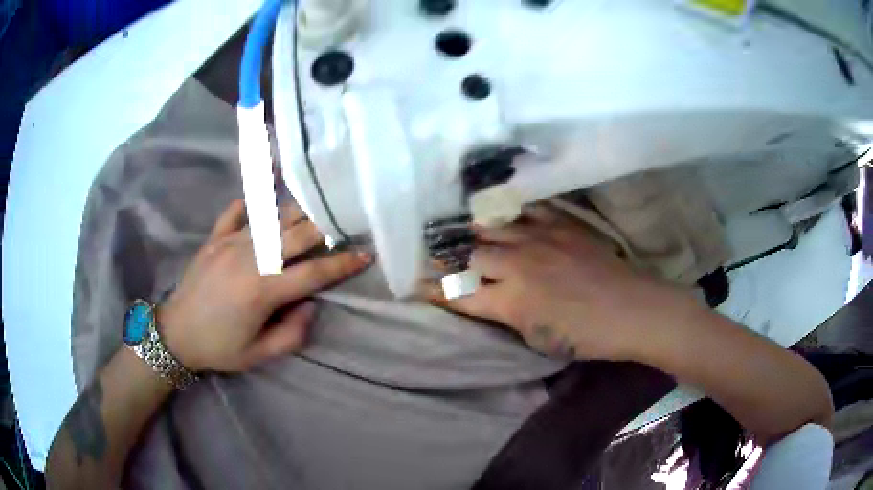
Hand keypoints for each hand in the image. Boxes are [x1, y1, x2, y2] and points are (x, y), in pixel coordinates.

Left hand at [159, 200, 370, 371]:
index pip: (313, 273)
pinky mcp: (214, 238)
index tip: (366, 254)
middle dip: (326, 227)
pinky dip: (251, 203)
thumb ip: (291, 334)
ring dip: (297, 213)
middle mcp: (250, 258)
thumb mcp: (259, 355)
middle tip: (345, 220)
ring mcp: (230, 243)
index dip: (343, 264)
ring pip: (271, 219)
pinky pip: (235, 212)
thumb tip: (310, 305)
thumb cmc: (219, 348)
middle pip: (296, 235)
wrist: (175, 334)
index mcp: (263, 290)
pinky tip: (261, 199)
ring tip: (315, 207)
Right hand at [423, 203, 693, 361]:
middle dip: (445, 258)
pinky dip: (505, 211)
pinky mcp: (558, 225)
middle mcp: (516, 266)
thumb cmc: (586, 336)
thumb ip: (508, 316)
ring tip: (452, 226)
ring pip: (489, 228)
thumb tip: (488, 300)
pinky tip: (494, 207)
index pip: (458, 295)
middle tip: (430, 253)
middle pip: (467, 256)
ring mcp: (537, 240)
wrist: (631, 309)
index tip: (416, 286)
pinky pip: (524, 210)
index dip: (434, 291)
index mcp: (510, 302)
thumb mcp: (538, 340)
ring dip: (468, 230)